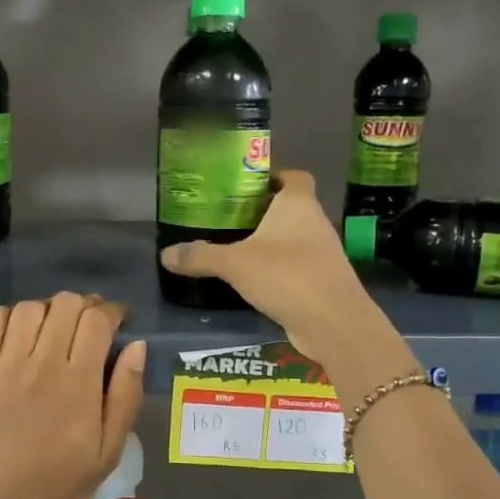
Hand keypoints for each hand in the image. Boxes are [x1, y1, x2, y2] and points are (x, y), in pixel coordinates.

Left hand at [0, 292, 146, 498]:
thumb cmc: (61, 484)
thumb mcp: (110, 450)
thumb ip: (126, 394)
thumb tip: (136, 345)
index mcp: (79, 382)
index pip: (97, 320)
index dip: (112, 311)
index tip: (118, 320)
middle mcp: (42, 364)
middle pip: (65, 305)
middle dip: (83, 306)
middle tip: (88, 325)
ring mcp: (3, 366)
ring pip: (28, 308)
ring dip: (47, 310)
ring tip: (52, 329)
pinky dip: (6, 317)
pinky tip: (16, 332)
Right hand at [160, 170, 376, 363]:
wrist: (334, 323)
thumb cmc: (287, 276)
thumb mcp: (235, 264)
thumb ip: (200, 256)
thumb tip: (165, 254)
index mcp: (298, 204)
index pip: (293, 176)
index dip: (272, 176)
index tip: (244, 185)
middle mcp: (314, 222)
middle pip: (288, 207)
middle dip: (261, 211)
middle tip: (226, 217)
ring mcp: (321, 253)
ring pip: (292, 237)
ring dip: (268, 241)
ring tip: (233, 247)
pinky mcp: (321, 280)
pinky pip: (294, 265)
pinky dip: (276, 268)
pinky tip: (251, 279)